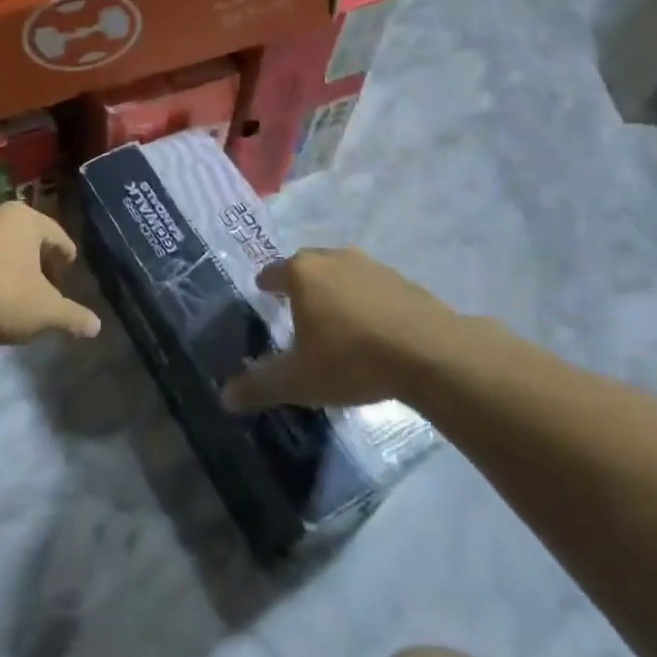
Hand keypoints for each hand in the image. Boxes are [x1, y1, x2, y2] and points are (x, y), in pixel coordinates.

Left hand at [0, 203, 100, 345]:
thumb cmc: (1, 295)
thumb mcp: (44, 311)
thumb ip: (72, 317)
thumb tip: (96, 326)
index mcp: (27, 220)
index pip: (59, 237)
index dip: (67, 260)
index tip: (69, 279)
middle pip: (31, 241)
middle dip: (41, 266)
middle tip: (49, 290)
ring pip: (5, 251)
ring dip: (15, 272)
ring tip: (21, 299)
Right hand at [222, 248, 480, 410]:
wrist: (431, 354)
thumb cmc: (352, 360)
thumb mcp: (299, 381)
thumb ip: (260, 385)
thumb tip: (225, 397)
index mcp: (303, 273)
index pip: (274, 271)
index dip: (266, 283)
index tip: (262, 291)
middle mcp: (334, 259)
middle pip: (308, 265)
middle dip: (299, 282)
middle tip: (295, 305)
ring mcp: (372, 266)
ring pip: (342, 272)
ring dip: (335, 290)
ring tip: (334, 317)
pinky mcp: (404, 281)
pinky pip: (373, 287)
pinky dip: (365, 300)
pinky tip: (371, 327)